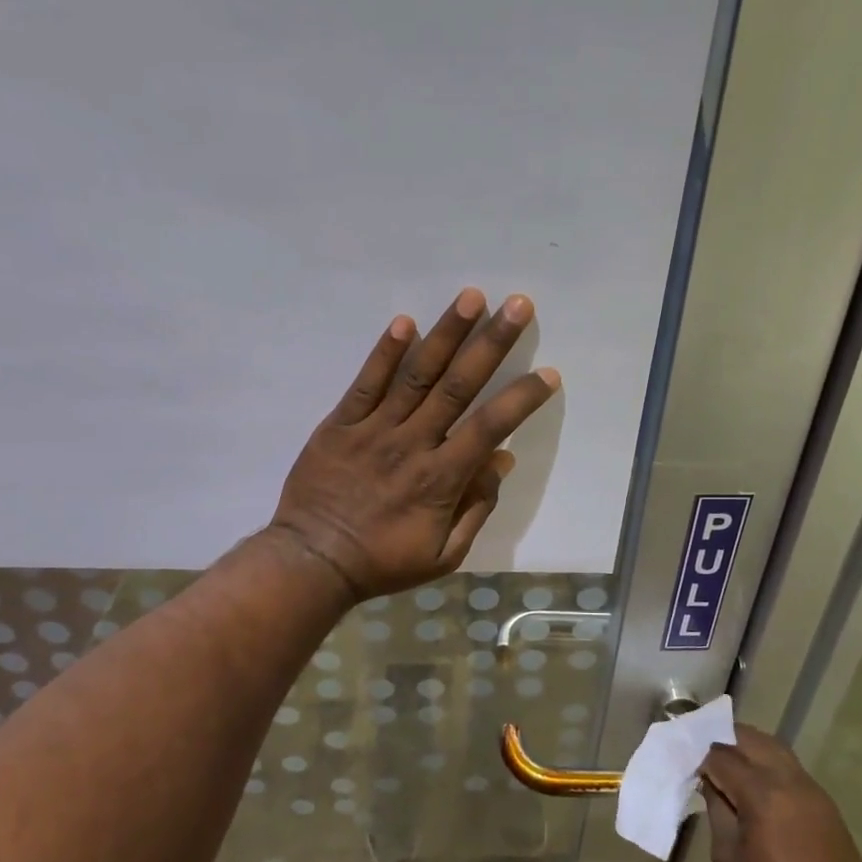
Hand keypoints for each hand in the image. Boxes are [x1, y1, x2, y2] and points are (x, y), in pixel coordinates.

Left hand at [271, 288, 559, 599]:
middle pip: (458, 386)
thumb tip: (502, 461)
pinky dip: (384, 353)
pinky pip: (365, 384)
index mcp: (441, 478)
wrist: (313, 561)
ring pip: (416, 375)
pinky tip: (404, 322)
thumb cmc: (383, 562)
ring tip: (471, 298)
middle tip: (517, 305)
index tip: (548, 373)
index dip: (522, 398)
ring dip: (446, 334)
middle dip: (491, 343)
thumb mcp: (444, 555)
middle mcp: (412, 443)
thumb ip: (476, 508)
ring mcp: (374, 429)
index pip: (490, 427)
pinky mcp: (340, 424)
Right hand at [700, 726, 861, 861]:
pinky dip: (766, 762)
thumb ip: (717, 812)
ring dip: (747, 746)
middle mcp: (788, 779)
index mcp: (761, 793)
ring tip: (726, 763)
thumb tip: (711, 784)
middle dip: (723, 738)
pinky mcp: (824, 802)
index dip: (699, 756)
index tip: (684, 764)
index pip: (721, 755)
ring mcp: (811, 788)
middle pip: (750, 738)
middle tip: (702, 753)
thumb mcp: (728, 858)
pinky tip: (754, 783)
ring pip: (773, 747)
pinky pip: (789, 766)